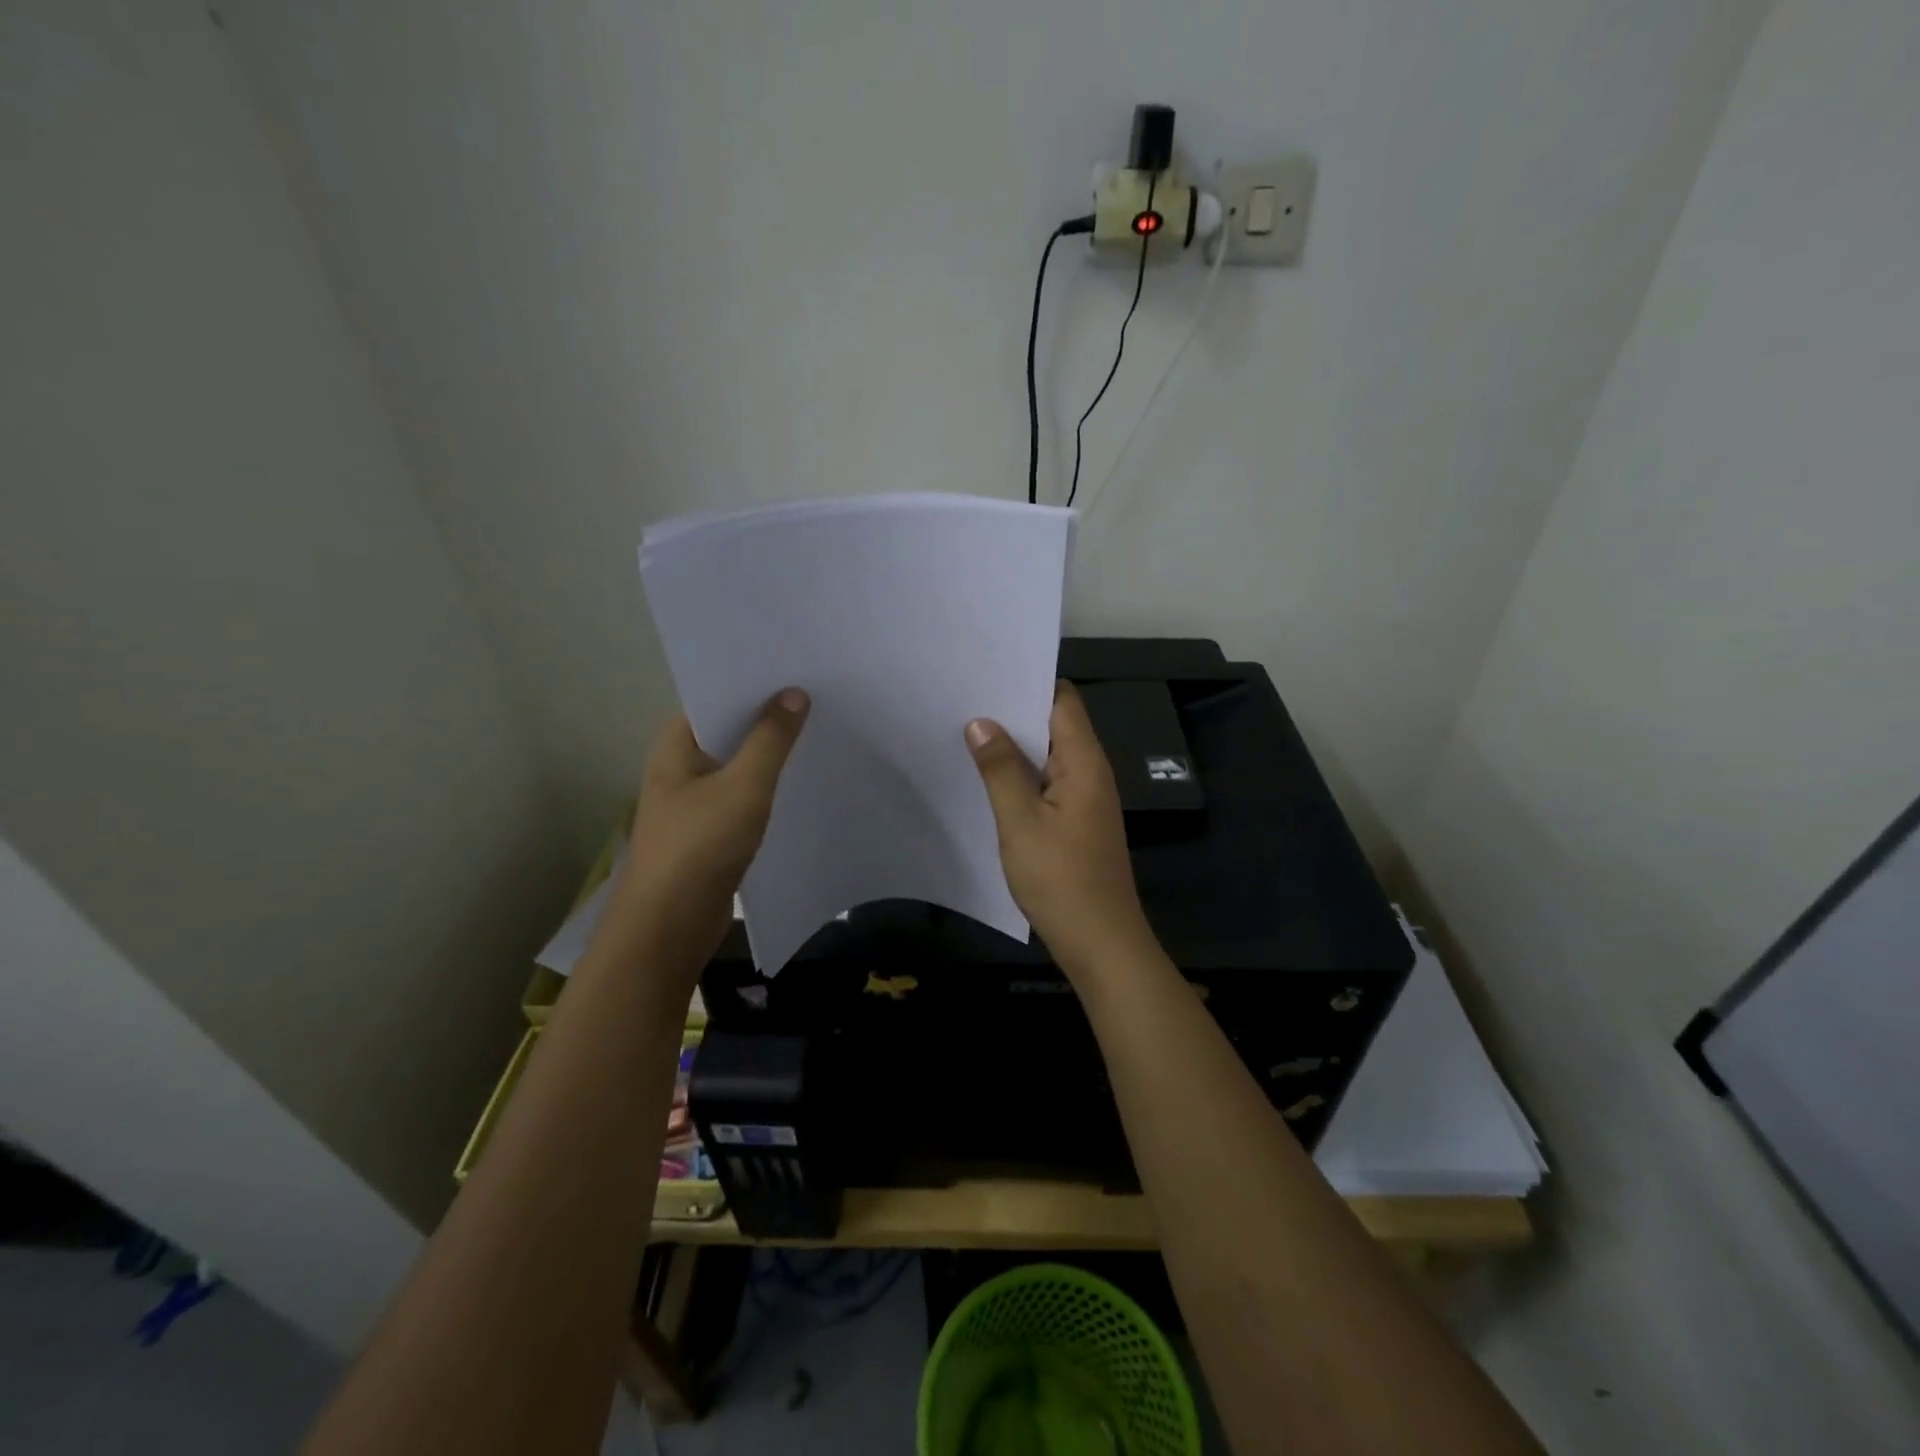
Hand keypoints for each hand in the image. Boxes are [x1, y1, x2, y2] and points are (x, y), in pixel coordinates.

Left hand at [612, 688, 809, 966]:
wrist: (670, 926)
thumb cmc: (700, 846)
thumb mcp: (743, 786)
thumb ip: (771, 740)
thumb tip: (794, 693)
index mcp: (675, 745)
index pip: (713, 696)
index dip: (750, 682)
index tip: (793, 668)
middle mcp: (680, 765)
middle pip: (728, 728)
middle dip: (767, 715)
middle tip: (816, 695)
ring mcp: (694, 799)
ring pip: (738, 763)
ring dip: (769, 752)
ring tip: (816, 730)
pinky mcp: (710, 829)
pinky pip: (743, 794)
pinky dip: (767, 785)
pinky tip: (800, 779)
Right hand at [965, 682, 1156, 978]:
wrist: (1100, 943)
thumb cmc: (1061, 880)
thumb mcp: (1020, 822)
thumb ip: (1000, 769)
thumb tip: (981, 722)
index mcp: (1084, 762)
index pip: (1062, 700)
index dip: (1027, 683)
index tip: (985, 675)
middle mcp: (1090, 772)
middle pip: (1054, 725)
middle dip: (1013, 713)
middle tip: (963, 702)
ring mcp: (1085, 799)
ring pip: (1048, 756)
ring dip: (1014, 747)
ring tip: (967, 734)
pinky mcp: (1076, 822)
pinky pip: (1047, 784)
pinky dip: (1021, 776)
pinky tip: (988, 780)